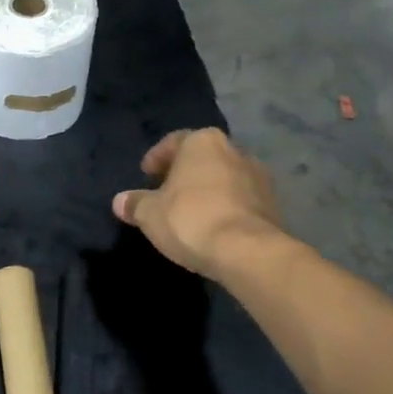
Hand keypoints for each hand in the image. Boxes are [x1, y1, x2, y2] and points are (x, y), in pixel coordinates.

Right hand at [112, 129, 289, 282]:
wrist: (247, 251)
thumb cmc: (190, 219)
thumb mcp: (149, 213)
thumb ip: (134, 203)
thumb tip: (120, 201)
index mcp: (202, 142)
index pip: (174, 142)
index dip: (156, 158)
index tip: (146, 175)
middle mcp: (234, 149)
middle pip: (201, 158)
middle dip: (183, 173)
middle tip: (165, 193)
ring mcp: (258, 175)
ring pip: (223, 177)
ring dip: (207, 190)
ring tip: (189, 212)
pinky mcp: (273, 203)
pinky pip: (240, 198)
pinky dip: (225, 206)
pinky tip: (212, 225)